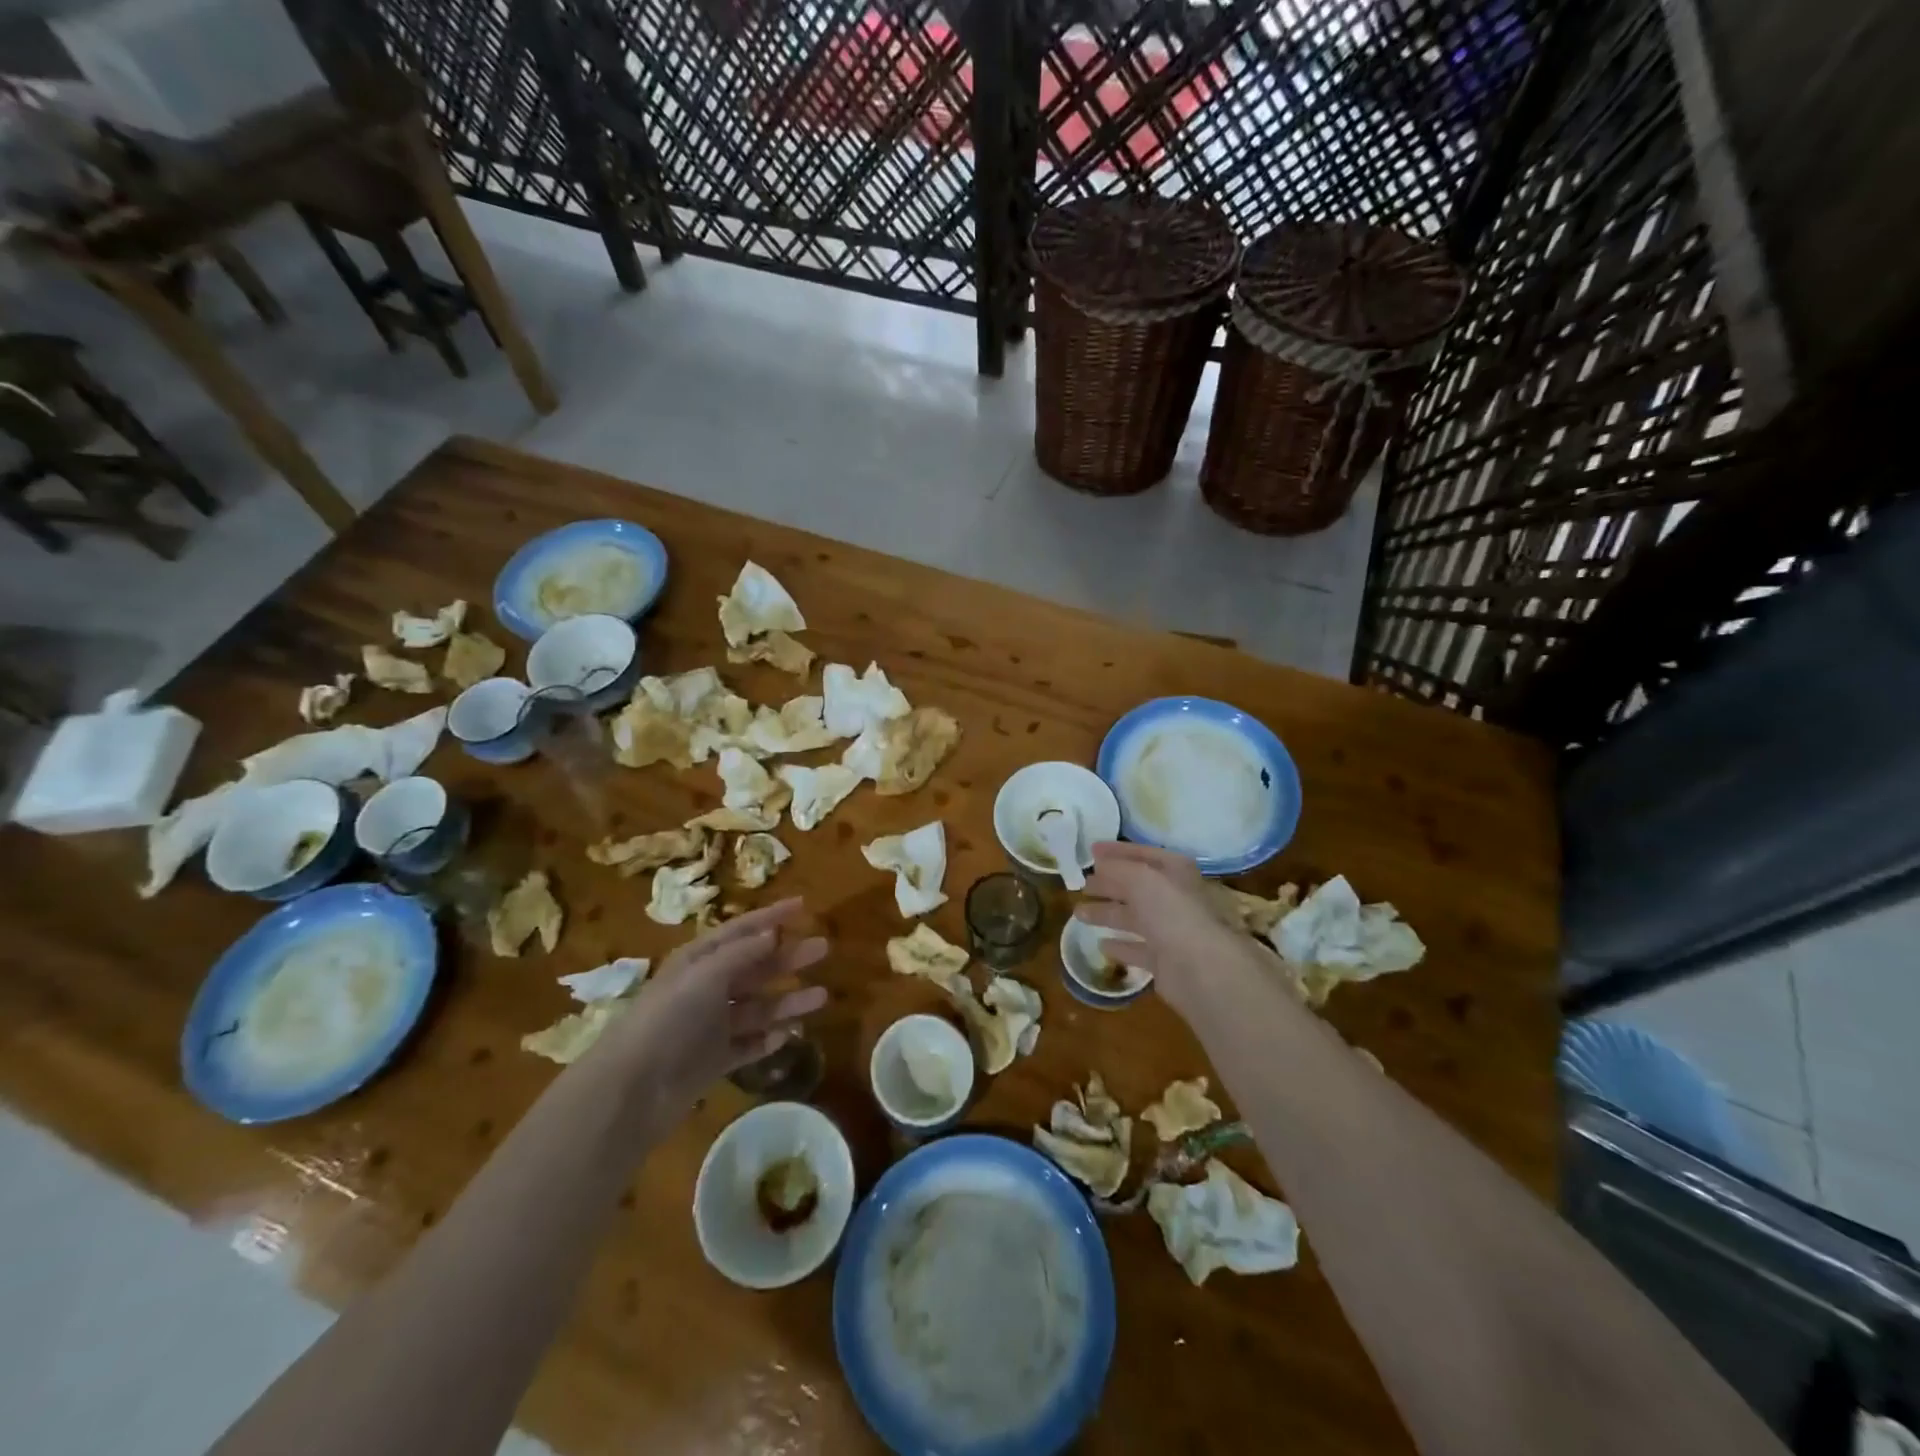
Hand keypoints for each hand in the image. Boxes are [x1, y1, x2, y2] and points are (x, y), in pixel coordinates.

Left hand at [603, 899, 827, 1119]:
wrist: (633, 1088)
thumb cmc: (668, 1019)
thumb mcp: (705, 975)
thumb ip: (741, 954)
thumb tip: (772, 932)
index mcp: (699, 961)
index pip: (741, 930)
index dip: (771, 916)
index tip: (803, 905)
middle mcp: (706, 989)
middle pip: (755, 967)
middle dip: (788, 957)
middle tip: (823, 948)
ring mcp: (711, 1026)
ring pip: (758, 1007)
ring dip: (788, 1000)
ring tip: (822, 996)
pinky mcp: (714, 1060)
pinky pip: (749, 1044)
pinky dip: (769, 1038)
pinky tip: (791, 1033)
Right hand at [1073, 843, 1265, 1026]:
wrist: (1202, 969)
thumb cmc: (1172, 913)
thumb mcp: (1141, 878)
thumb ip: (1118, 868)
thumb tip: (1099, 863)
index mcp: (1175, 872)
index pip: (1142, 854)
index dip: (1116, 851)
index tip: (1090, 851)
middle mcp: (1175, 898)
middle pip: (1135, 887)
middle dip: (1108, 884)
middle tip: (1082, 884)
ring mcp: (1171, 931)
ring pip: (1133, 918)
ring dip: (1107, 913)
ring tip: (1078, 913)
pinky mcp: (1165, 961)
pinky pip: (1137, 948)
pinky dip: (1120, 946)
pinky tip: (1102, 945)